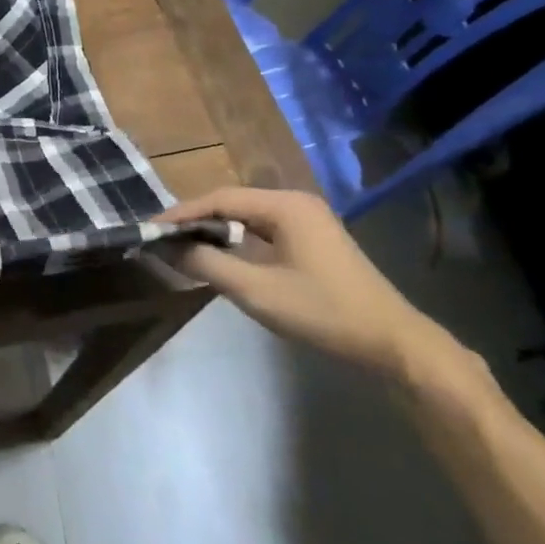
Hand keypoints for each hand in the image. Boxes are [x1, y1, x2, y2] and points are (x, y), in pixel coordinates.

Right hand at [157, 187, 462, 383]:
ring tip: (182, 248)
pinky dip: (237, 243)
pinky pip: (263, 233)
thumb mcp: (256, 290)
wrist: (394, 345)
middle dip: (195, 222)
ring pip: (247, 219)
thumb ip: (207, 264)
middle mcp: (295, 203)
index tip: (150, 230)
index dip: (181, 214)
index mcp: (284, 205)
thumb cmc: (323, 312)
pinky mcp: (314, 243)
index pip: (219, 199)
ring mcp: (308, 222)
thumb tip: (166, 247)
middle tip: (162, 240)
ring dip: (215, 232)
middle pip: (232, 204)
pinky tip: (221, 259)